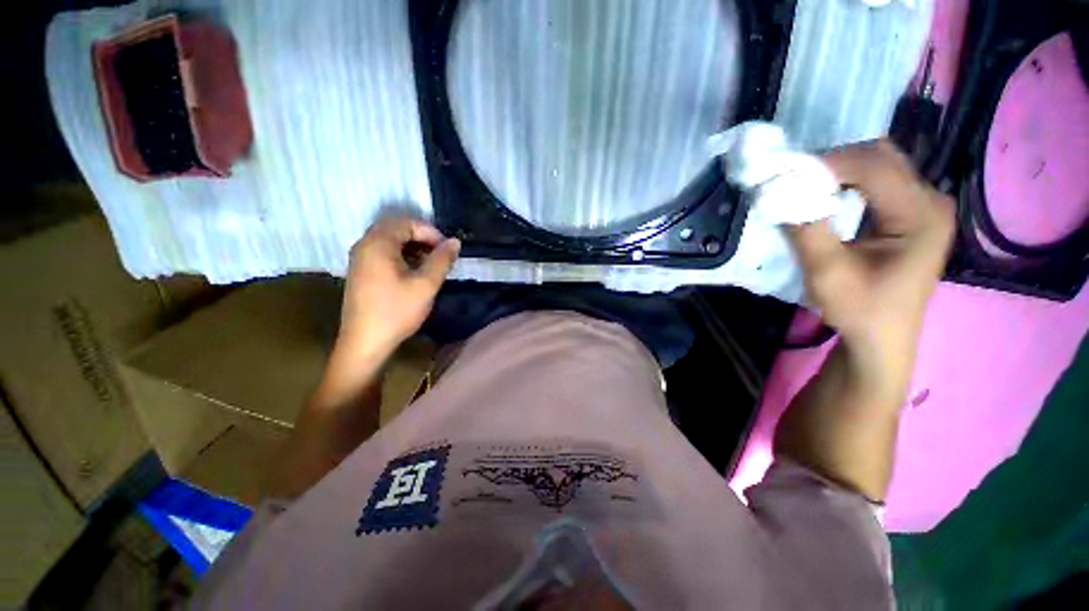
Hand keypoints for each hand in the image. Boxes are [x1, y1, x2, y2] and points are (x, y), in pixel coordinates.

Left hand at [338, 216, 459, 359]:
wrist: (365, 342)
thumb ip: (442, 260)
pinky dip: (402, 255)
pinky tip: (414, 272)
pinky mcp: (361, 271)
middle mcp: (364, 245)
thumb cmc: (397, 311)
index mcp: (377, 244)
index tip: (447, 250)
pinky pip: (383, 253)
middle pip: (396, 228)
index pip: (407, 223)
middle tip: (440, 254)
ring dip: (412, 247)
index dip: (431, 232)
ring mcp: (360, 259)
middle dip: (422, 238)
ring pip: (390, 241)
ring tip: (431, 264)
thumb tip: (455, 241)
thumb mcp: (426, 285)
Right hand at [774, 141, 953, 499]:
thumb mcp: (829, 279)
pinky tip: (796, 206)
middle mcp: (920, 208)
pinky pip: (849, 195)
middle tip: (773, 177)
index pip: (869, 163)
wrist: (870, 368)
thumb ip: (805, 230)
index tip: (771, 172)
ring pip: (857, 176)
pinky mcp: (879, 232)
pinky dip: (820, 193)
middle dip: (818, 163)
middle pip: (867, 161)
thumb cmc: (862, 331)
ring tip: (779, 189)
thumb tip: (773, 193)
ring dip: (818, 178)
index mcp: (922, 216)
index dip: (818, 162)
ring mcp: (901, 219)